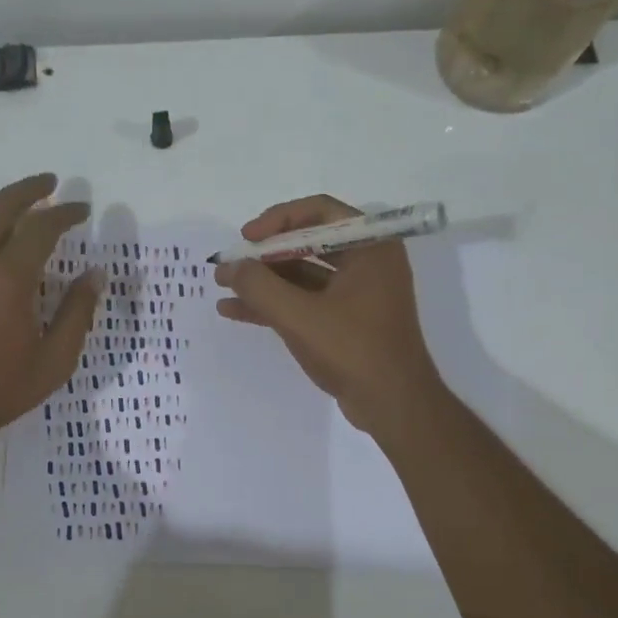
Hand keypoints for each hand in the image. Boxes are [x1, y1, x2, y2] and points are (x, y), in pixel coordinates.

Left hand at [0, 173, 99, 440]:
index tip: (82, 209)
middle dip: (27, 189)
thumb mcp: (54, 360)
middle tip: (49, 183)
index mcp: (10, 277)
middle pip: (0, 206)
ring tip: (12, 200)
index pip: (42, 227)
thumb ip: (77, 314)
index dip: (65, 213)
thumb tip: (95, 275)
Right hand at [214, 195, 443, 436]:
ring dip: (264, 280)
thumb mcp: (300, 316)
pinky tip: (236, 311)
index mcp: (371, 246)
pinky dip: (274, 304)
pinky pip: (306, 301)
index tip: (246, 238)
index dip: (277, 220)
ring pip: (303, 274)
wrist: (394, 406)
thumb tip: (228, 266)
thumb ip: (259, 287)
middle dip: (265, 255)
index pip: (319, 211)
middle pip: (308, 242)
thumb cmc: (354, 350)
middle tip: (230, 265)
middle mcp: (368, 261)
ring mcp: (358, 293)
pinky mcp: (347, 320)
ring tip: (223, 288)